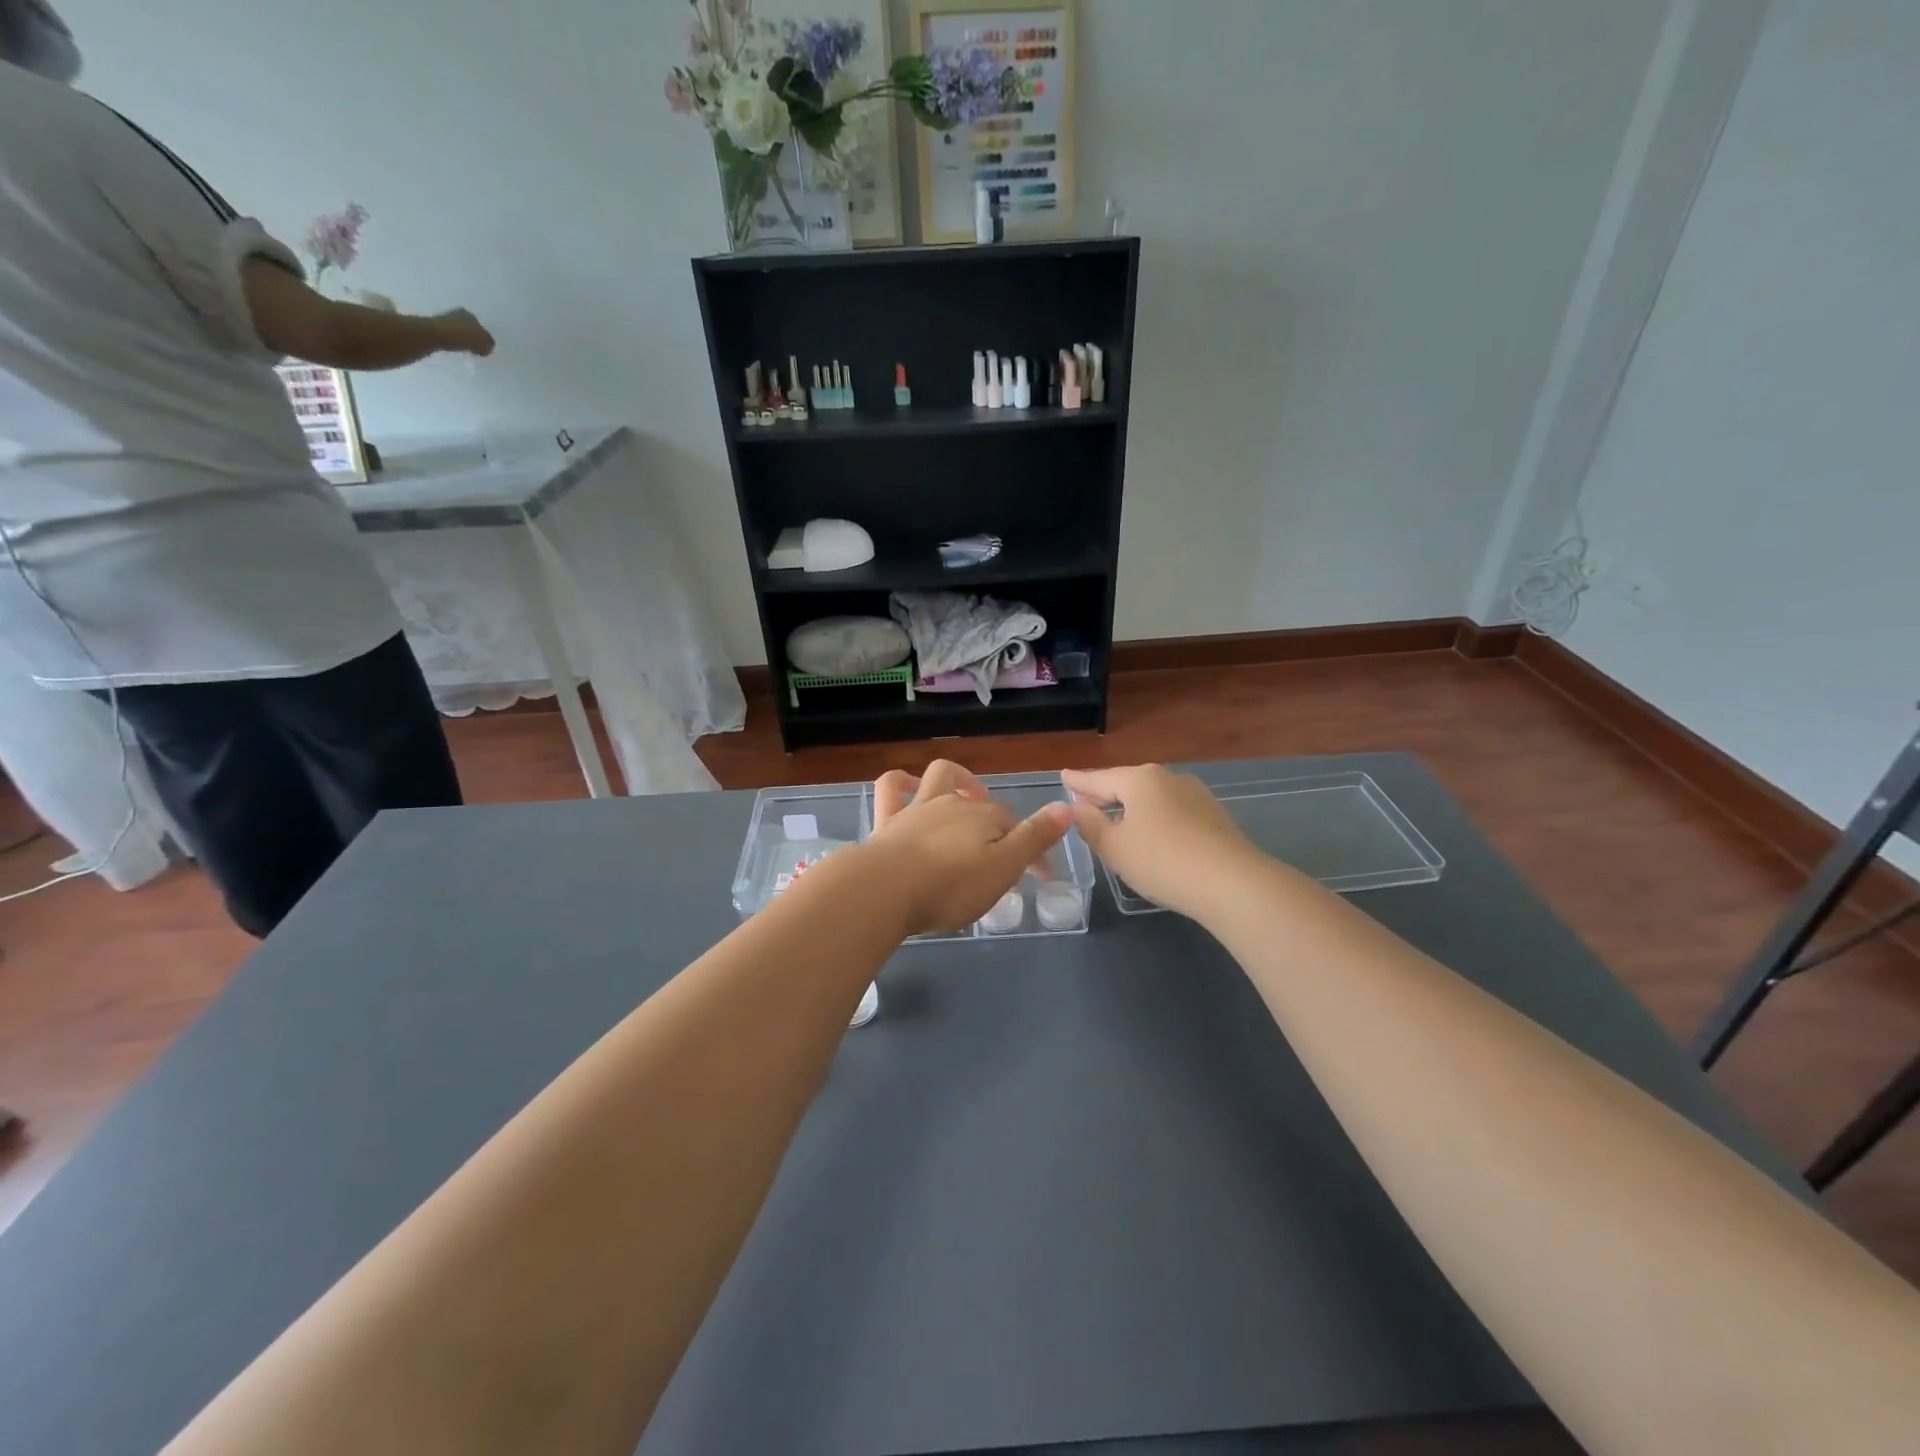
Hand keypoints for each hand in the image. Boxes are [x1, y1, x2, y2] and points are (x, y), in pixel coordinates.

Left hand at [432, 308, 495, 356]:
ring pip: (460, 331)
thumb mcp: (484, 344)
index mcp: (471, 315)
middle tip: (476, 348)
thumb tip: (487, 347)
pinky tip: (455, 347)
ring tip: (466, 349)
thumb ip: (489, 344)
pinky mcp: (436, 326)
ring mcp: (446, 318)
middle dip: (473, 336)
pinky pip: (450, 335)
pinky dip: (454, 341)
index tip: (484, 348)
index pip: (482, 328)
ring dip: (463, 339)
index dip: (484, 339)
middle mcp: (458, 313)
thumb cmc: (463, 337)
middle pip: (470, 328)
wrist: (436, 335)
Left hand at [865, 761, 1069, 935]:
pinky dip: (901, 782)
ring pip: (940, 778)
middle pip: (983, 805)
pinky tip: (907, 785)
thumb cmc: (950, 886)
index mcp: (985, 818)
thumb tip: (1066, 807)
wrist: (884, 890)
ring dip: (956, 780)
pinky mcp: (887, 821)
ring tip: (966, 796)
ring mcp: (917, 809)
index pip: (1018, 828)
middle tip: (1002, 854)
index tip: (1039, 878)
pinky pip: (892, 788)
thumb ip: (1034, 839)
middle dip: (998, 822)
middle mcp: (954, 804)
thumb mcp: (1003, 869)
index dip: (1032, 850)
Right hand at [1062, 765, 1264, 920]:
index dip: (1079, 781)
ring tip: (1115, 819)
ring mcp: (1195, 795)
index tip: (1063, 777)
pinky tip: (1150, 834)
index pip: (1100, 779)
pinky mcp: (1213, 817)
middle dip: (1105, 793)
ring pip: (1152, 797)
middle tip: (1084, 800)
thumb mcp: (1114, 847)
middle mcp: (1168, 778)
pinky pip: (1171, 811)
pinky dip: (1153, 819)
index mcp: (1140, 779)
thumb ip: (1091, 825)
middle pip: (1127, 784)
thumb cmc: (1162, 861)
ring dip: (1131, 807)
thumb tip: (1077, 806)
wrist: (1232, 884)